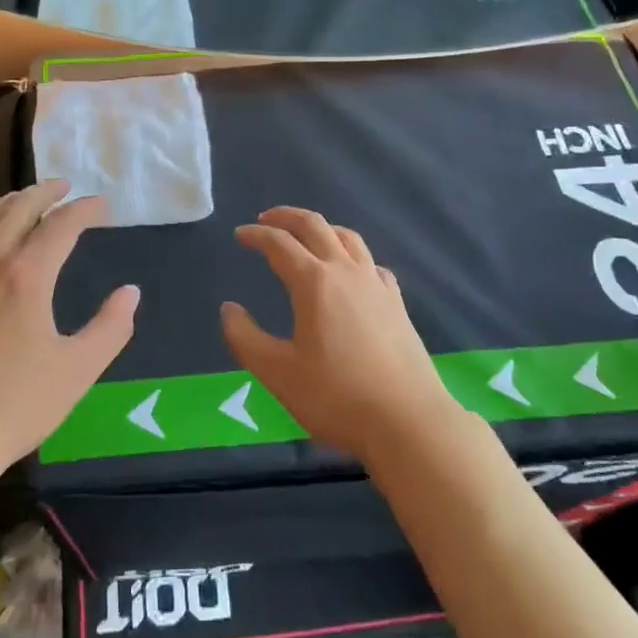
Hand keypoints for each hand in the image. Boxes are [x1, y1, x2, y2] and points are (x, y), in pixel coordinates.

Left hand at [0, 180, 137, 485]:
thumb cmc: (13, 407)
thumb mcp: (77, 371)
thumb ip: (110, 328)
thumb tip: (130, 293)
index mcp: (26, 276)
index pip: (60, 226)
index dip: (84, 210)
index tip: (102, 205)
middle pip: (16, 210)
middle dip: (44, 193)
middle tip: (64, 186)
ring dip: (6, 203)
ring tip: (23, 199)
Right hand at [221, 207, 464, 460]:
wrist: (408, 421)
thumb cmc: (336, 396)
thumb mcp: (277, 373)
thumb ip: (245, 338)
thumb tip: (229, 309)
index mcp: (314, 282)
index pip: (280, 244)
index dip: (257, 235)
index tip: (240, 235)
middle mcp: (346, 271)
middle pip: (316, 226)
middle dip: (287, 217)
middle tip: (267, 219)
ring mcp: (376, 285)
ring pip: (348, 238)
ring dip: (322, 228)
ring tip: (307, 236)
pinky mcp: (397, 303)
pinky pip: (371, 263)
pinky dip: (352, 255)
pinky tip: (351, 272)